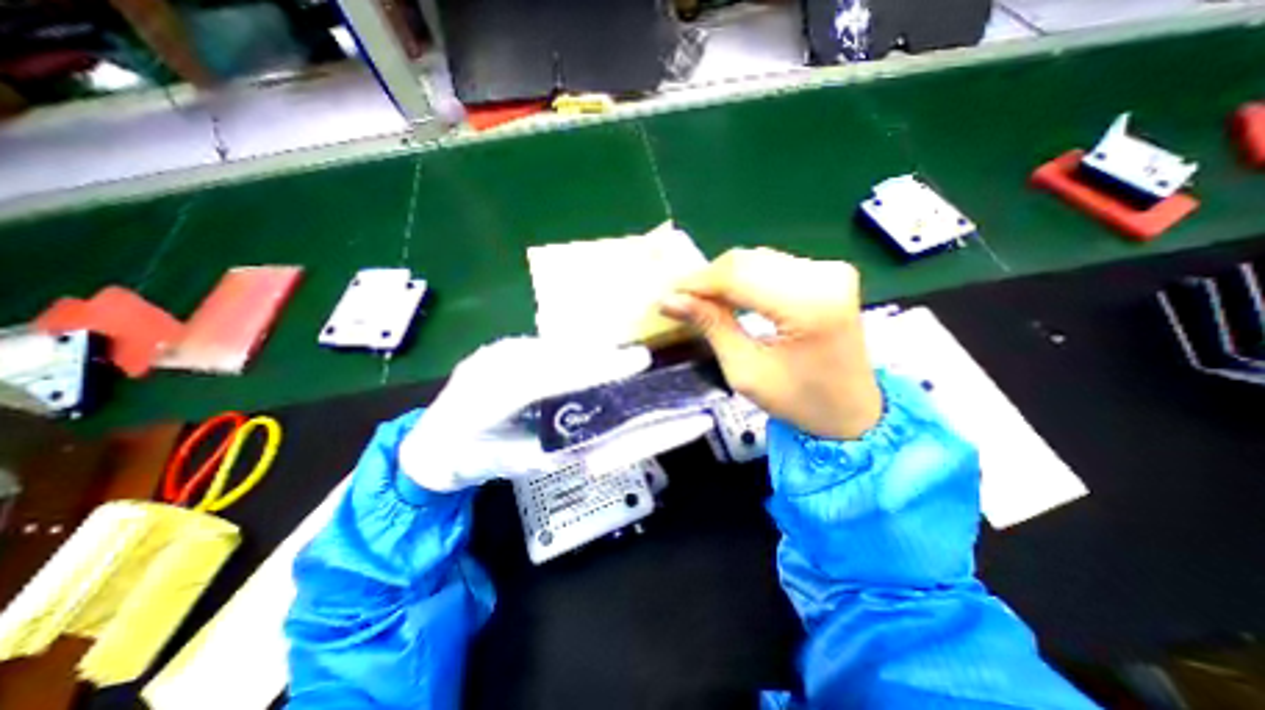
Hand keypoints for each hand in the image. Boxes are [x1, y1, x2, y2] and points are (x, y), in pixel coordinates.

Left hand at [399, 334, 650, 491]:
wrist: (429, 442)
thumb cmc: (470, 460)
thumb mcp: (516, 463)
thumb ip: (559, 449)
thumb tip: (606, 439)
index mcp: (484, 398)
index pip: (547, 377)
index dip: (592, 369)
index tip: (633, 363)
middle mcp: (488, 364)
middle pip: (554, 355)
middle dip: (598, 357)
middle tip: (636, 359)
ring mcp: (493, 351)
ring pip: (551, 347)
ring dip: (587, 352)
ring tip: (619, 360)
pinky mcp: (500, 348)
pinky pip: (543, 347)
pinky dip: (570, 352)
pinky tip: (590, 357)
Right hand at [663, 247, 880, 439]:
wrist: (853, 412)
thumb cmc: (799, 402)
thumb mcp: (746, 371)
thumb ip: (711, 326)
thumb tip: (670, 300)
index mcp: (809, 305)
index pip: (737, 275)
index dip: (696, 282)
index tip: (666, 294)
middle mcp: (825, 276)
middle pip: (747, 261)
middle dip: (707, 279)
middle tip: (679, 298)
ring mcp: (830, 270)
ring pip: (757, 259)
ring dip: (723, 277)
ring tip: (698, 299)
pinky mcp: (829, 273)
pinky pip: (772, 265)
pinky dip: (744, 278)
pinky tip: (728, 295)